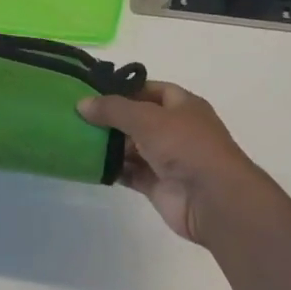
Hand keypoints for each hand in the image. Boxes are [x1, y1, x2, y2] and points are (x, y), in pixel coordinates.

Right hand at [77, 81, 270, 245]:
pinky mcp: (158, 186)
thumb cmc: (185, 146)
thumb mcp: (146, 118)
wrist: (214, 200)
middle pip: (139, 119)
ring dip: (109, 145)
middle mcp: (176, 130)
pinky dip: (113, 169)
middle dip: (112, 118)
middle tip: (78, 115)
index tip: (95, 91)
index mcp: (183, 106)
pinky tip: (89, 164)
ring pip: (132, 147)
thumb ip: (113, 109)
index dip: (126, 89)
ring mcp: (168, 159)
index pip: (151, 90)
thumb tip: (82, 103)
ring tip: (77, 138)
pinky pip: (130, 173)